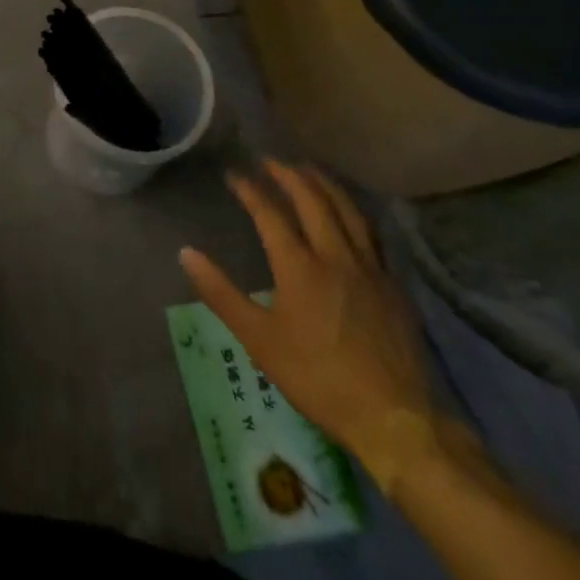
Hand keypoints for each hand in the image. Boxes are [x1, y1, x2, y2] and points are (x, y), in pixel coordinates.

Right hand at [179, 159, 432, 470]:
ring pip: (347, 210)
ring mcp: (369, 268)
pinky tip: (349, 214)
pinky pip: (372, 234)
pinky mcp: (393, 286)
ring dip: (324, 184)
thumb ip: (221, 293)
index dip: (249, 190)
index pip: (269, 213)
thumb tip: (186, 252)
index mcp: (299, 266)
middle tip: (270, 161)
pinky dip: (354, 212)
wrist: (393, 419)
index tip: (233, 175)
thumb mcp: (259, 340)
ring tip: (308, 170)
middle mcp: (334, 255)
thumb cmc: (318, 378)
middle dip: (288, 175)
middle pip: (312, 200)